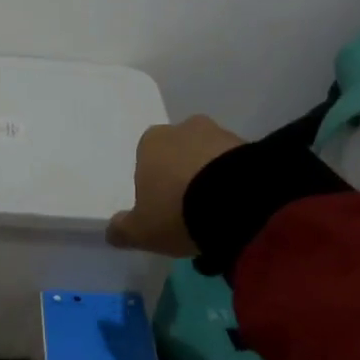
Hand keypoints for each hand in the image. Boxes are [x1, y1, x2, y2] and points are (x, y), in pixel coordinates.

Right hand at [106, 115, 244, 257]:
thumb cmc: (176, 211)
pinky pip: (234, 165)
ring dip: (211, 177)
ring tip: (218, 213)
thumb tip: (110, 231)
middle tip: (191, 211)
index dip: (154, 184)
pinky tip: (237, 207)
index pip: (147, 159)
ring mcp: (218, 133)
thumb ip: (123, 229)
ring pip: (208, 157)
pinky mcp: (248, 145)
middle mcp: (182, 128)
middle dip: (183, 176)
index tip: (163, 209)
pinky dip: (234, 181)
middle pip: (178, 154)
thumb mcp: (141, 231)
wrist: (236, 201)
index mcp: (150, 142)